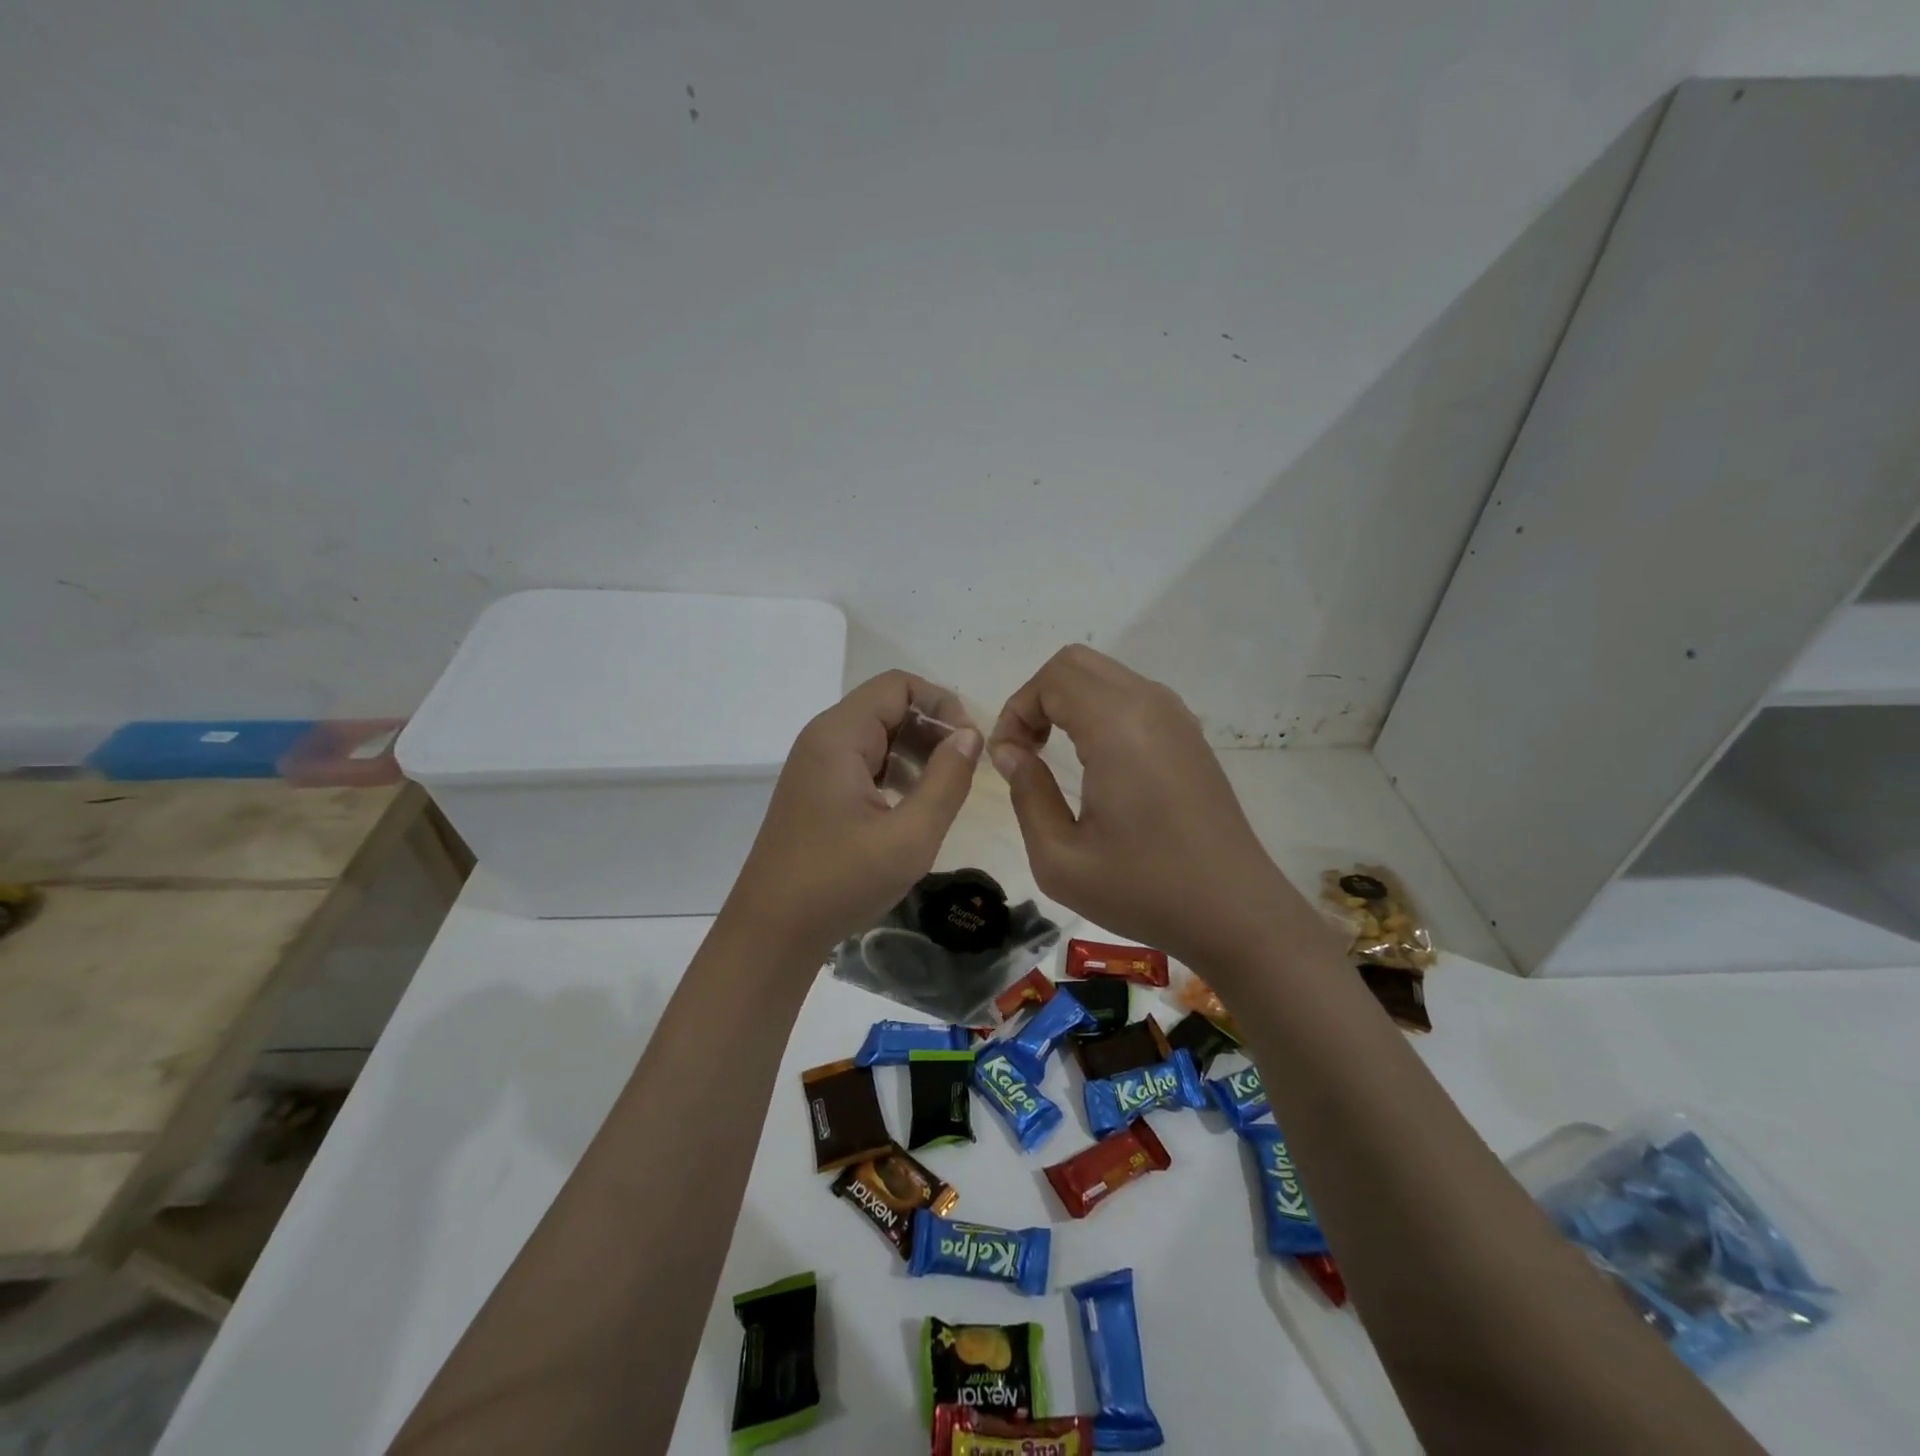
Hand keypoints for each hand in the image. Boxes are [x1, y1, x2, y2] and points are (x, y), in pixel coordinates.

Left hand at [725, 671, 981, 956]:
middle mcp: (823, 739)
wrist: (772, 931)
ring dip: (916, 753)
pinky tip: (912, 808)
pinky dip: (894, 773)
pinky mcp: (816, 791)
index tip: (971, 744)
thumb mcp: (910, 836)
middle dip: (932, 730)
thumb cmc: (840, 882)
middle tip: (963, 771)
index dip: (942, 703)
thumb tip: (970, 736)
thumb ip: (947, 780)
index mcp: (839, 736)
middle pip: (888, 707)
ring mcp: (816, 766)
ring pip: (877, 736)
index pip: (898, 685)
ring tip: (944, 791)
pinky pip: (863, 763)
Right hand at [988, 645, 1286, 965]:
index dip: (1016, 712)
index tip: (1008, 762)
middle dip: (1037, 698)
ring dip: (1067, 702)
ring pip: (1104, 675)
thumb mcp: (1060, 859)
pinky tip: (1094, 763)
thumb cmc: (1144, 890)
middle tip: (1025, 751)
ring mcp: (1176, 717)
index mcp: (1118, 726)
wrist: (1235, 912)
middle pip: (1075, 663)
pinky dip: (1097, 711)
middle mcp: (1150, 705)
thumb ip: (1026, 794)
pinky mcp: (1189, 735)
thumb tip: (1012, 754)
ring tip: (1052, 756)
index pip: (1051, 679)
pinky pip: (1131, 696)